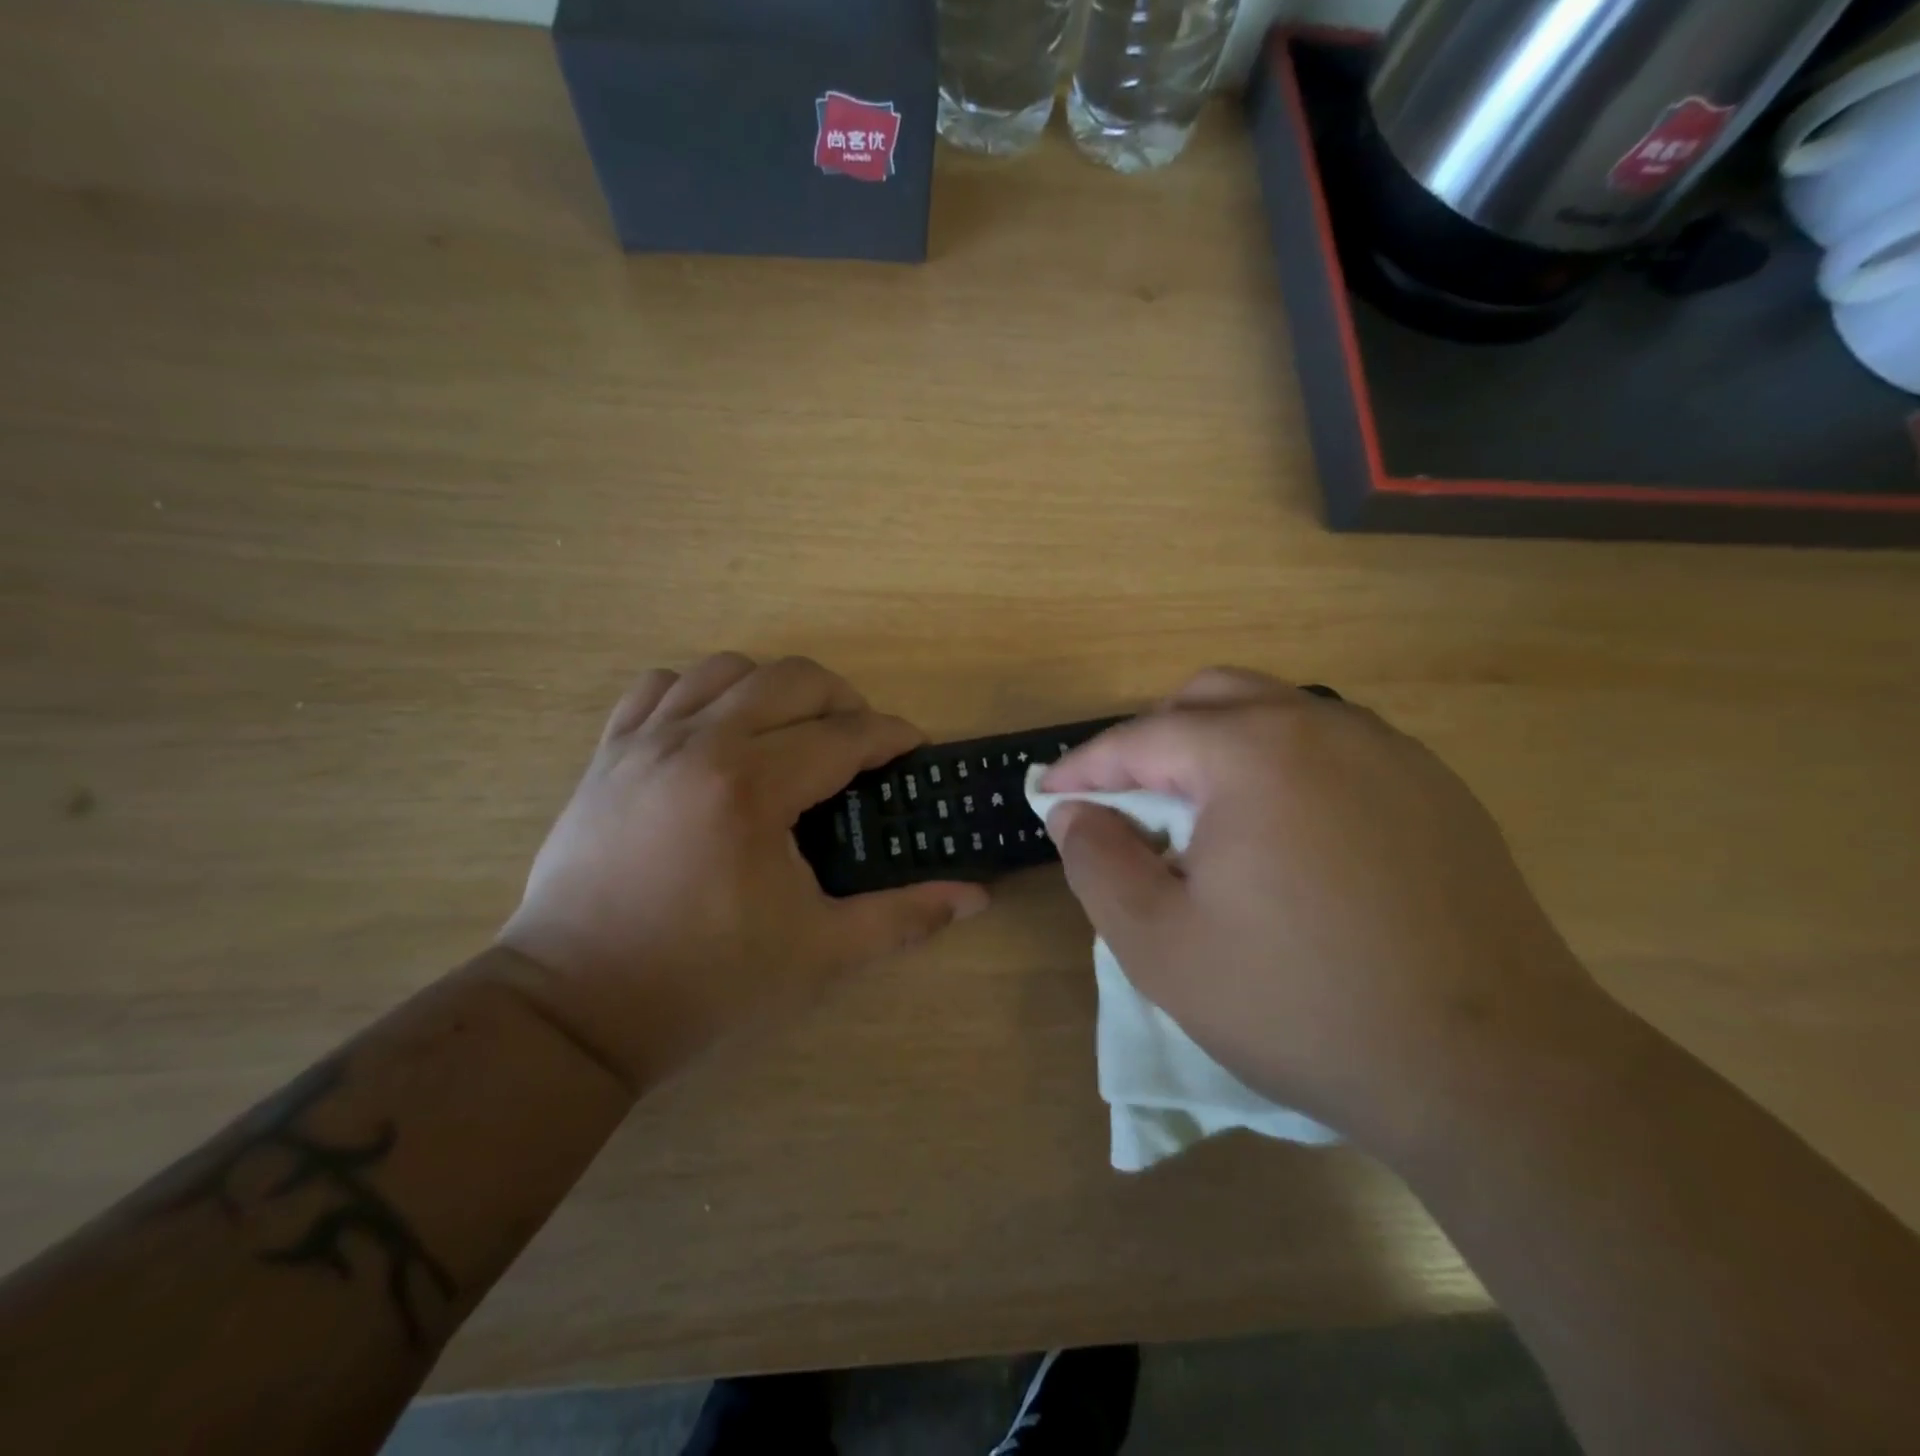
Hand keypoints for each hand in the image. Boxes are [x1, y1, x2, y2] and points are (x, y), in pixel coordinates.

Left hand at [497, 654, 988, 1089]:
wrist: (576, 1007)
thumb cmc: (705, 980)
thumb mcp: (818, 953)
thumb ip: (903, 917)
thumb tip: (977, 897)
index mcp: (752, 788)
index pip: (844, 735)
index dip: (891, 736)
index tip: (913, 749)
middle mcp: (698, 744)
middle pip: (792, 679)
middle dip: (843, 699)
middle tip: (861, 741)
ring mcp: (645, 742)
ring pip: (726, 669)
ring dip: (774, 690)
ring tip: (791, 732)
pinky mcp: (607, 754)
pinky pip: (659, 687)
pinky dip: (699, 692)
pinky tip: (715, 732)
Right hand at [1040, 668, 1604, 1148]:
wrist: (1496, 1072)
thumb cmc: (1301, 1004)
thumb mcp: (1161, 946)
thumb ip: (1097, 864)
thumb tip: (1072, 813)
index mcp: (1252, 752)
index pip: (1141, 738)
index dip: (1084, 766)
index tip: (1049, 793)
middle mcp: (1323, 726)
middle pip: (1209, 699)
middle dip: (1152, 740)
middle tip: (1126, 799)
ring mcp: (1389, 751)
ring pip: (1275, 715)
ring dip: (1217, 747)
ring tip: (1199, 816)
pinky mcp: (1433, 788)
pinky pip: (1330, 748)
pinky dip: (1279, 766)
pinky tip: (1281, 834)